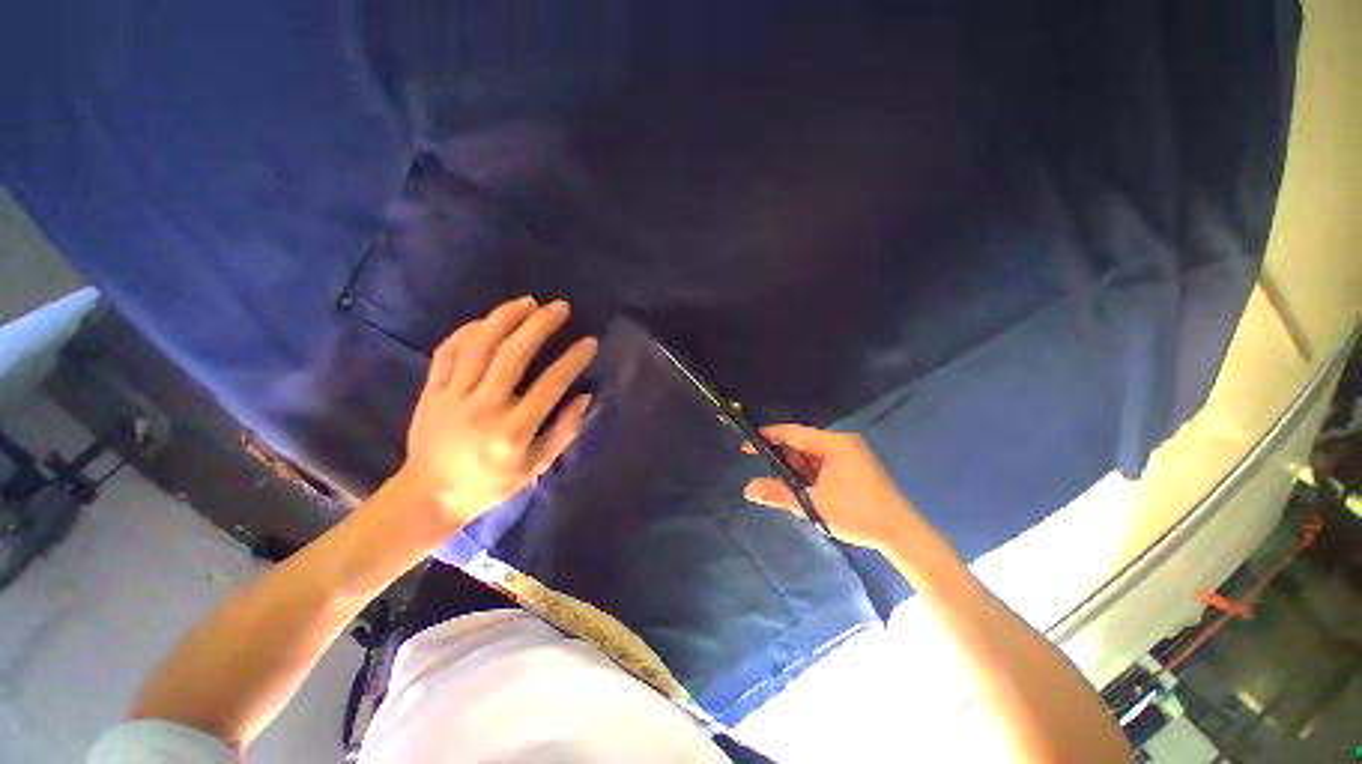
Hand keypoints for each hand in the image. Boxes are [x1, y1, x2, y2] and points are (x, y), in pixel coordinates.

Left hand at [392, 296, 597, 529]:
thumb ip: (563, 431)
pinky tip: (488, 320)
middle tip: (560, 307)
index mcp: (513, 431)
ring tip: (528, 302)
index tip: (589, 341)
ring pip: (478, 345)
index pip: (550, 385)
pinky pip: (449, 350)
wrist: (429, 494)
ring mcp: (452, 396)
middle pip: (512, 355)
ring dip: (505, 318)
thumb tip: (584, 397)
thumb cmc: (491, 483)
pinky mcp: (432, 390)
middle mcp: (483, 407)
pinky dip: (469, 330)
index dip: (573, 360)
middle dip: (539, 325)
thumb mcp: (536, 467)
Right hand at [742, 425, 921, 550]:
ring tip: (786, 485)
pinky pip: (823, 463)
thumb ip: (779, 494)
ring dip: (798, 468)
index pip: (793, 433)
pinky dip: (810, 474)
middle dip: (784, 457)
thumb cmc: (858, 514)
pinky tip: (805, 488)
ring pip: (813, 455)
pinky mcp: (854, 466)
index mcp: (834, 443)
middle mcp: (842, 442)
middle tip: (765, 472)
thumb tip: (748, 489)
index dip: (768, 436)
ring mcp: (850, 454)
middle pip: (802, 443)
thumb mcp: (814, 504)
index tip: (747, 444)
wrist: (901, 533)